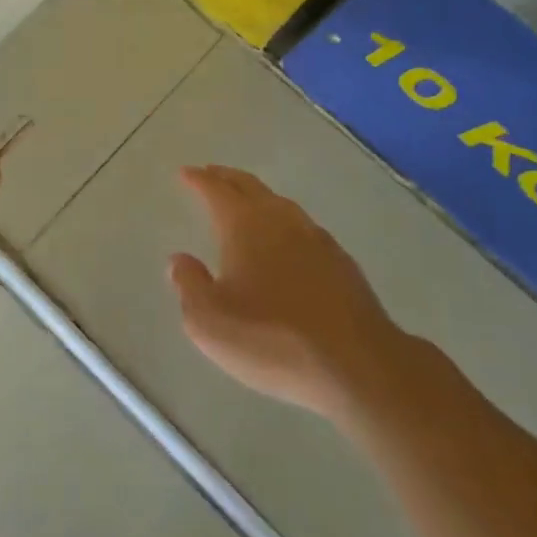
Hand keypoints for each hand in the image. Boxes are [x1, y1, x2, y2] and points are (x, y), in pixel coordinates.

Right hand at [169, 164, 402, 421]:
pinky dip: (284, 223)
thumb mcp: (210, 322)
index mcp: (244, 225)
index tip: (186, 172)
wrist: (357, 364)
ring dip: (257, 197)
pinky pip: (302, 227)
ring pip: (279, 203)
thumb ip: (189, 285)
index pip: (216, 190)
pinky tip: (286, 241)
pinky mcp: (341, 261)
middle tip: (211, 174)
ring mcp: (315, 237)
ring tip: (245, 202)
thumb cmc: (272, 339)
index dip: (199, 180)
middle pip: (249, 186)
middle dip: (227, 178)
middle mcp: (280, 219)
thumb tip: (179, 260)